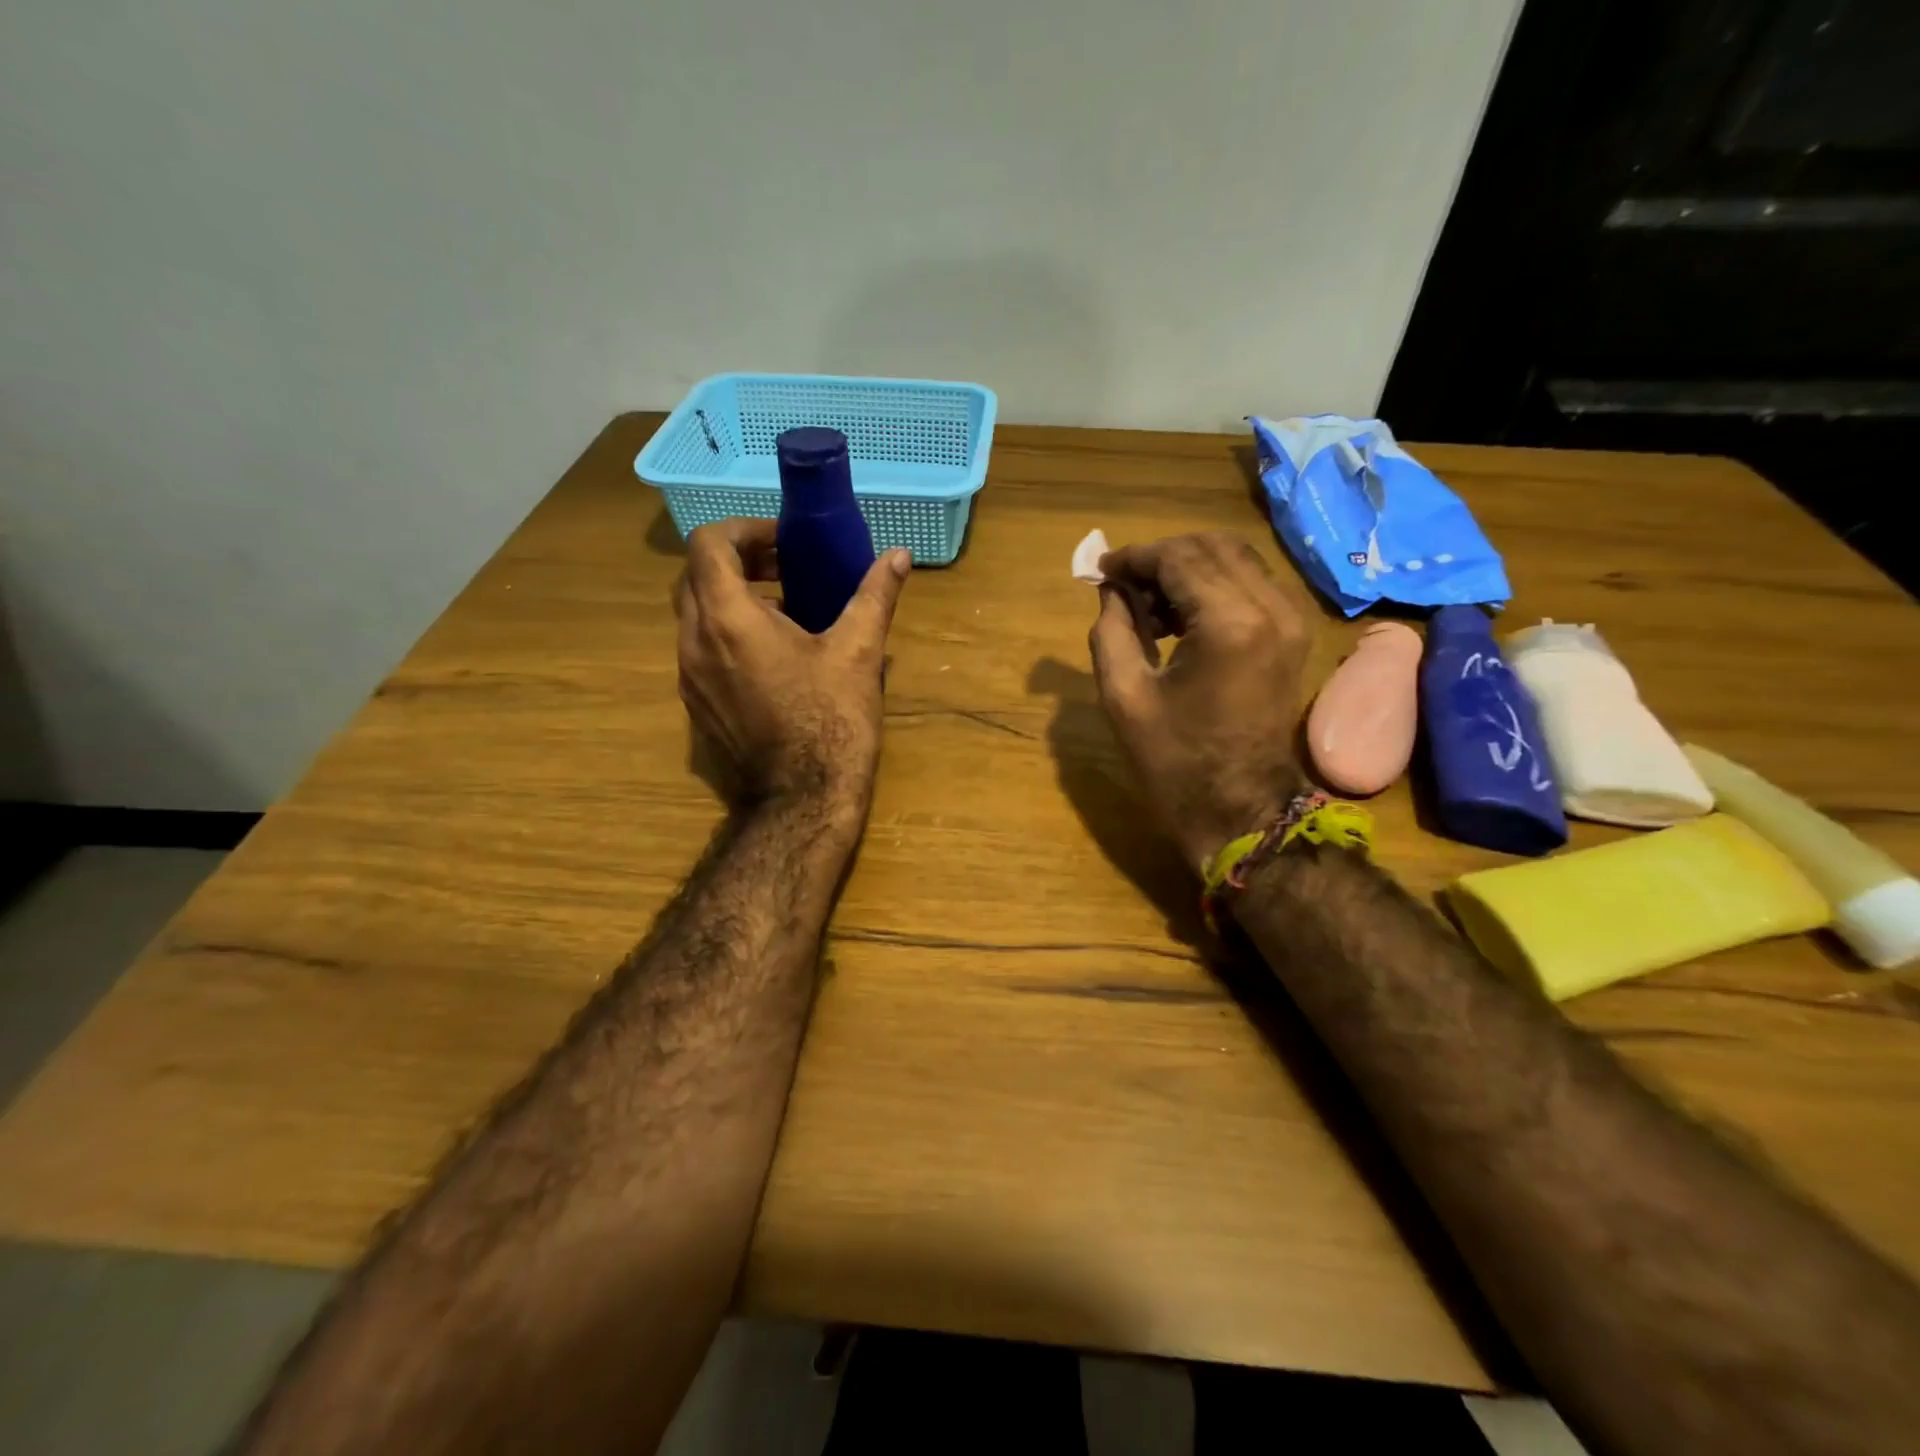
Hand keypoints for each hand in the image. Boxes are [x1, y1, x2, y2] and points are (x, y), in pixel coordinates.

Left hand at [675, 518, 910, 817]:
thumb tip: (900, 555)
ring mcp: (689, 677)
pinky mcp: (696, 704)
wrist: (803, 800)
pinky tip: (773, 656)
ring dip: (732, 597)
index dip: (744, 530)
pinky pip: (700, 649)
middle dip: (739, 560)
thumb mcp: (858, 652)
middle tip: (786, 567)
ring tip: (786, 610)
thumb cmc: (832, 721)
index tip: (784, 542)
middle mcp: (694, 642)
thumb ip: (875, 595)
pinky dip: (727, 633)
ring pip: (694, 613)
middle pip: (697, 575)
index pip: (709, 544)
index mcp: (728, 619)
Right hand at [1088, 533, 1310, 869]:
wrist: (1240, 811)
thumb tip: (1112, 589)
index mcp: (1230, 624)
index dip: (1134, 557)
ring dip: (1187, 569)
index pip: (1178, 558)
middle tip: (1123, 589)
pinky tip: (1181, 618)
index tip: (1100, 570)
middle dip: (1161, 557)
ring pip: (1235, 558)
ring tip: (1148, 608)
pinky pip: (1251, 583)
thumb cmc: (1174, 763)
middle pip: (1211, 546)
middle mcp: (1271, 608)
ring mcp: (1290, 619)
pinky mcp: (1293, 633)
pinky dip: (1212, 585)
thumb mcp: (1124, 696)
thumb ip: (1111, 630)